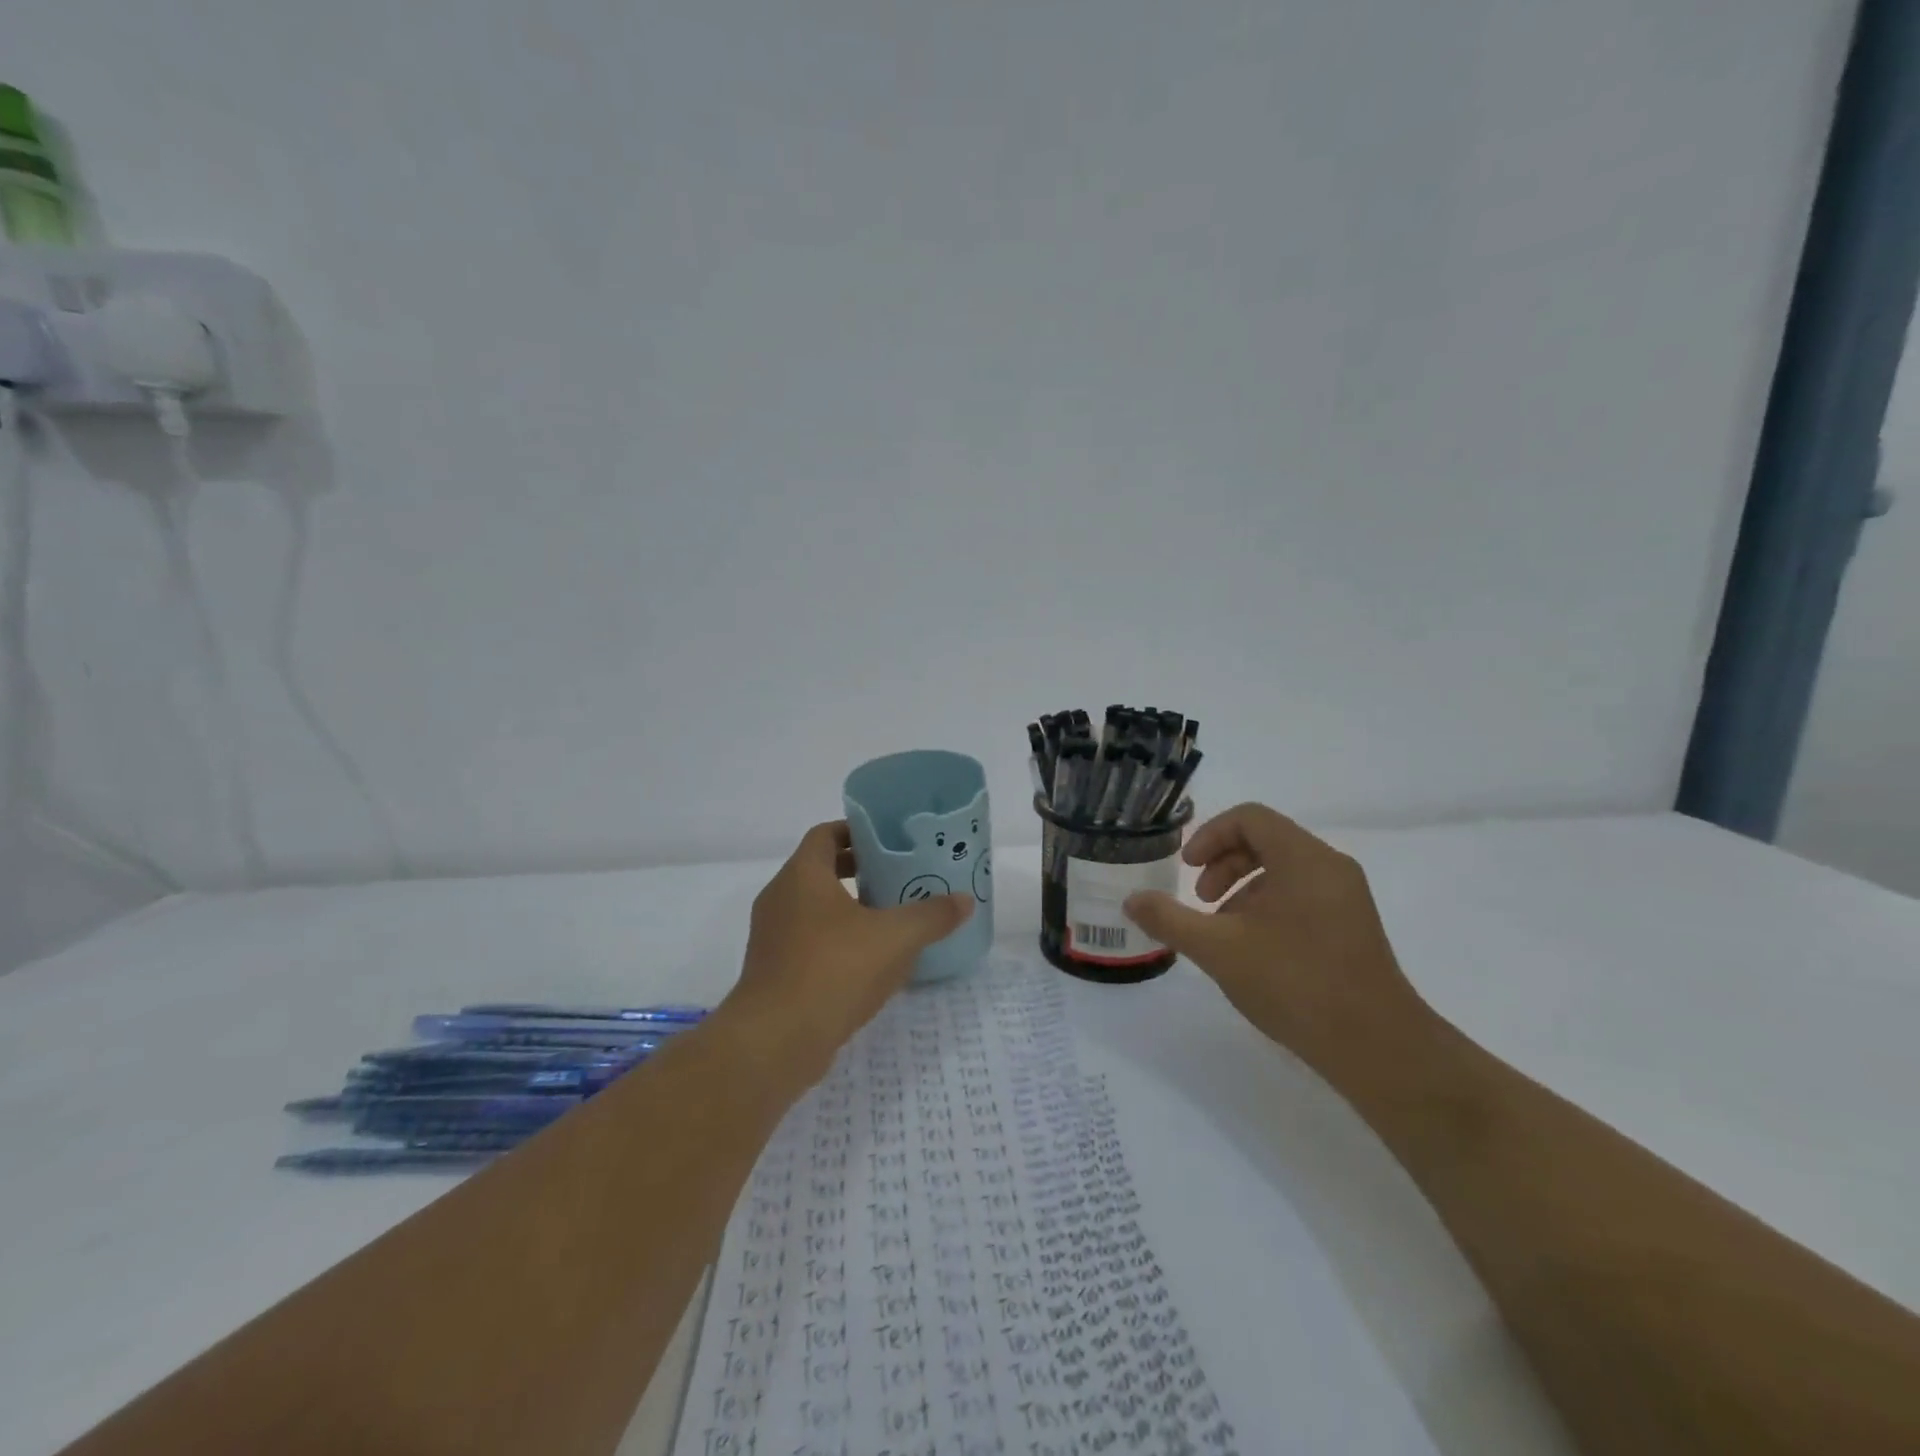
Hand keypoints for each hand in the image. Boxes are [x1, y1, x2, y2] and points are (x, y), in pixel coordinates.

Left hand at [725, 821, 973, 1076]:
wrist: (774, 1042)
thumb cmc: (833, 971)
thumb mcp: (895, 938)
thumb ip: (932, 916)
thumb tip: (964, 900)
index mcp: (802, 875)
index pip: (826, 834)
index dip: (857, 831)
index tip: (889, 841)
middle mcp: (780, 897)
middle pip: (820, 869)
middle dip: (858, 870)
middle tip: (897, 877)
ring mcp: (771, 936)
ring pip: (813, 908)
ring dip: (848, 908)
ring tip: (889, 918)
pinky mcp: (773, 970)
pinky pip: (807, 940)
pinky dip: (835, 940)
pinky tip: (868, 961)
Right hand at [1122, 803, 1432, 1077]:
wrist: (1377, 1047)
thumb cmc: (1294, 982)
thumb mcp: (1218, 949)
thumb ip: (1170, 919)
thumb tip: (1131, 900)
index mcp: (1303, 858)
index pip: (1250, 818)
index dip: (1210, 836)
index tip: (1187, 869)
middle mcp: (1330, 867)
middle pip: (1267, 840)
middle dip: (1224, 864)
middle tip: (1201, 901)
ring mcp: (1347, 898)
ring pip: (1284, 870)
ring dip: (1243, 889)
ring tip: (1223, 931)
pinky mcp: (1354, 927)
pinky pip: (1303, 895)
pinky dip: (1269, 907)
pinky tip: (1254, 950)